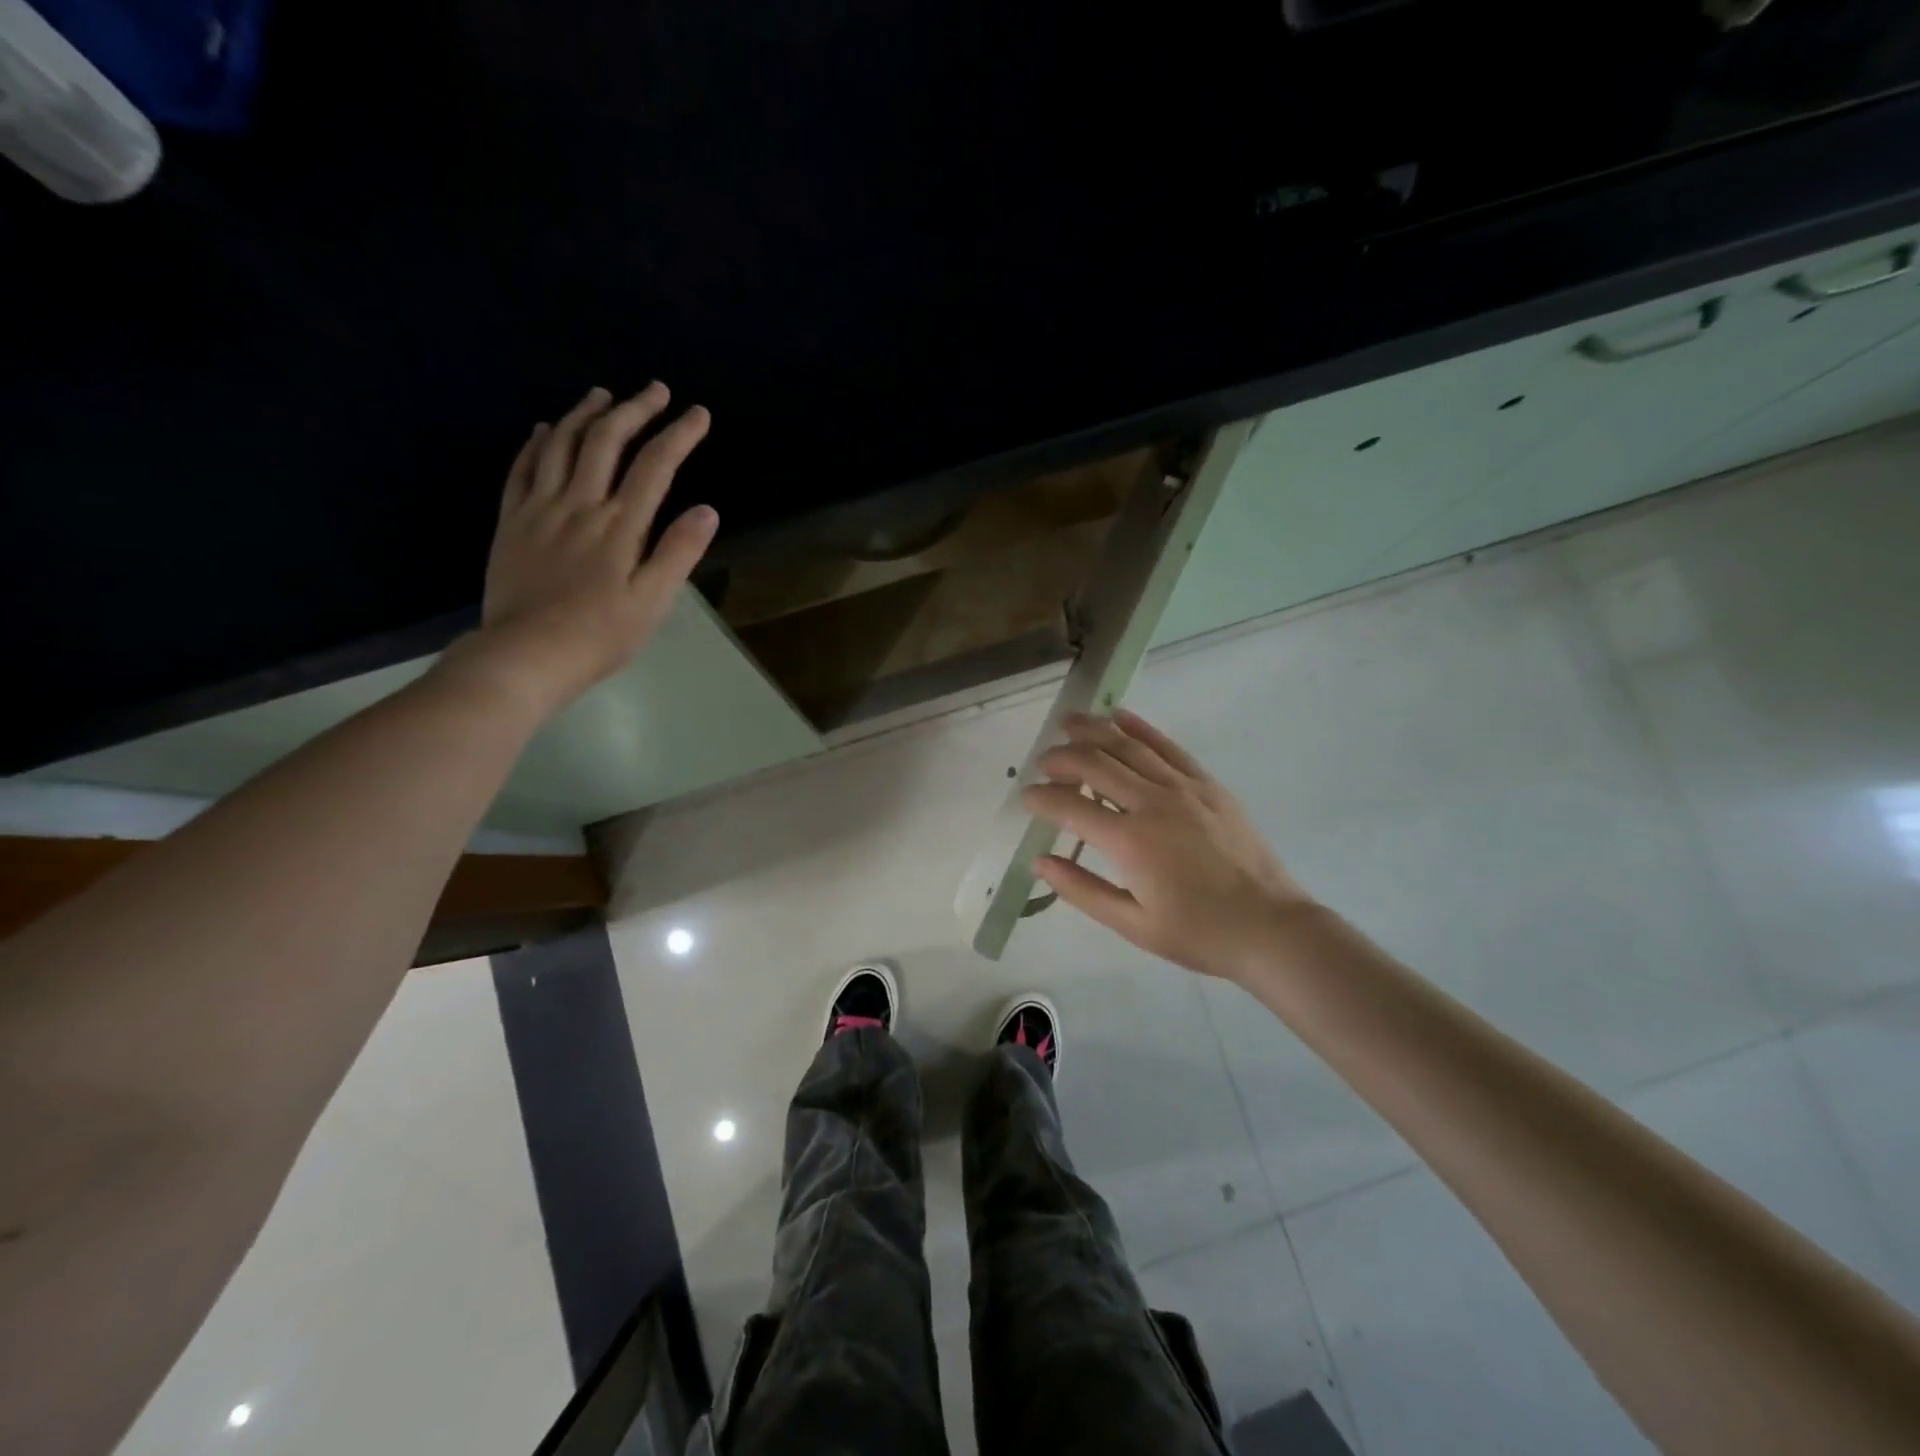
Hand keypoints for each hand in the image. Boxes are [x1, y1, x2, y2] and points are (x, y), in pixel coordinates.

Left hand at [445, 384, 718, 718]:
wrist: (527, 654)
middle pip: (607, 442)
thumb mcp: (653, 601)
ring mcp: (540, 509)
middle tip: (655, 390)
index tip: (698, 414)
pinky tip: (547, 429)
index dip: (679, 435)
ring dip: (586, 414)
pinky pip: (522, 469)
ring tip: (604, 395)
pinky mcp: (512, 521)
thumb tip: (707, 510)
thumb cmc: (600, 634)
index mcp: (620, 525)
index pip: (655, 466)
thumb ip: (678, 552)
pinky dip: (538, 443)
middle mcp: (580, 504)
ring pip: (562, 445)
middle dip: (635, 410)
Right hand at [1022, 709, 1314, 982]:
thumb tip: (1040, 862)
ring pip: (1127, 745)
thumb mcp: (1132, 924)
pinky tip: (1119, 716)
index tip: (1027, 797)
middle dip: (1060, 758)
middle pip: (1094, 764)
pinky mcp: (1206, 783)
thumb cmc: (1197, 933)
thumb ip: (1081, 890)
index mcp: (1129, 842)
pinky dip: (1139, 727)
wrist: (1270, 926)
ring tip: (1067, 723)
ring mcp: (1182, 787)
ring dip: (1092, 730)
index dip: (1041, 798)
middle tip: (1043, 763)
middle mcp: (1151, 803)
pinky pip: (1166, 746)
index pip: (1069, 806)